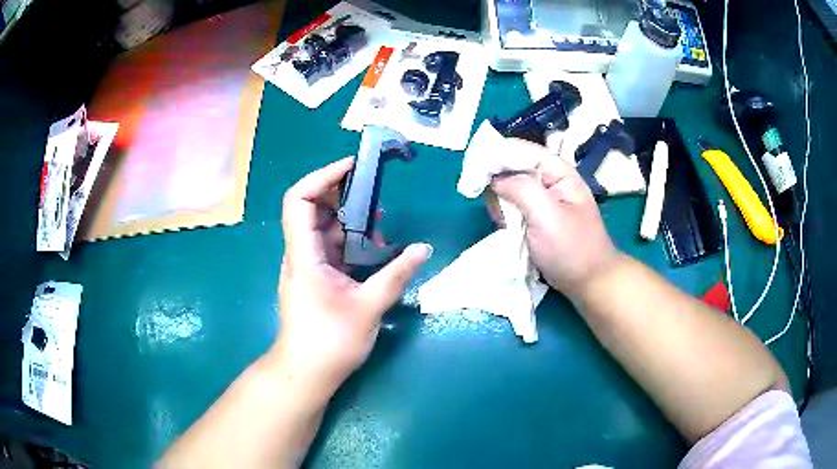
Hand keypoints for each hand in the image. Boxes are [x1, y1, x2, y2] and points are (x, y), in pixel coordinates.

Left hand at [275, 157, 431, 392]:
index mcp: (304, 255)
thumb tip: (424, 249)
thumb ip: (397, 275)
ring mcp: (307, 265)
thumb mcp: (369, 307)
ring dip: (351, 220)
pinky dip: (352, 241)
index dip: (322, 176)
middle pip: (313, 208)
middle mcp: (300, 254)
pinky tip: (375, 248)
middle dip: (343, 195)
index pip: (300, 200)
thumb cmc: (330, 341)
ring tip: (382, 223)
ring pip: (325, 229)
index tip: (353, 167)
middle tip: (376, 193)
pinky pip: (331, 247)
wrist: (306, 372)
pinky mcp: (315, 277)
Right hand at [488, 140, 618, 297]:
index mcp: (556, 170)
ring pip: (507, 187)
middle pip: (510, 166)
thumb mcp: (547, 216)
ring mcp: (541, 197)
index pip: (517, 149)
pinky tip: (509, 229)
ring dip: (500, 204)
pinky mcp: (535, 214)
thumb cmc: (571, 249)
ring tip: (507, 224)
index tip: (472, 174)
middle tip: (498, 210)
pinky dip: (505, 215)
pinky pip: (511, 205)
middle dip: (497, 185)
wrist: (587, 282)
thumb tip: (493, 178)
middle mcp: (547, 178)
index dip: (493, 156)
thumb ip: (520, 189)